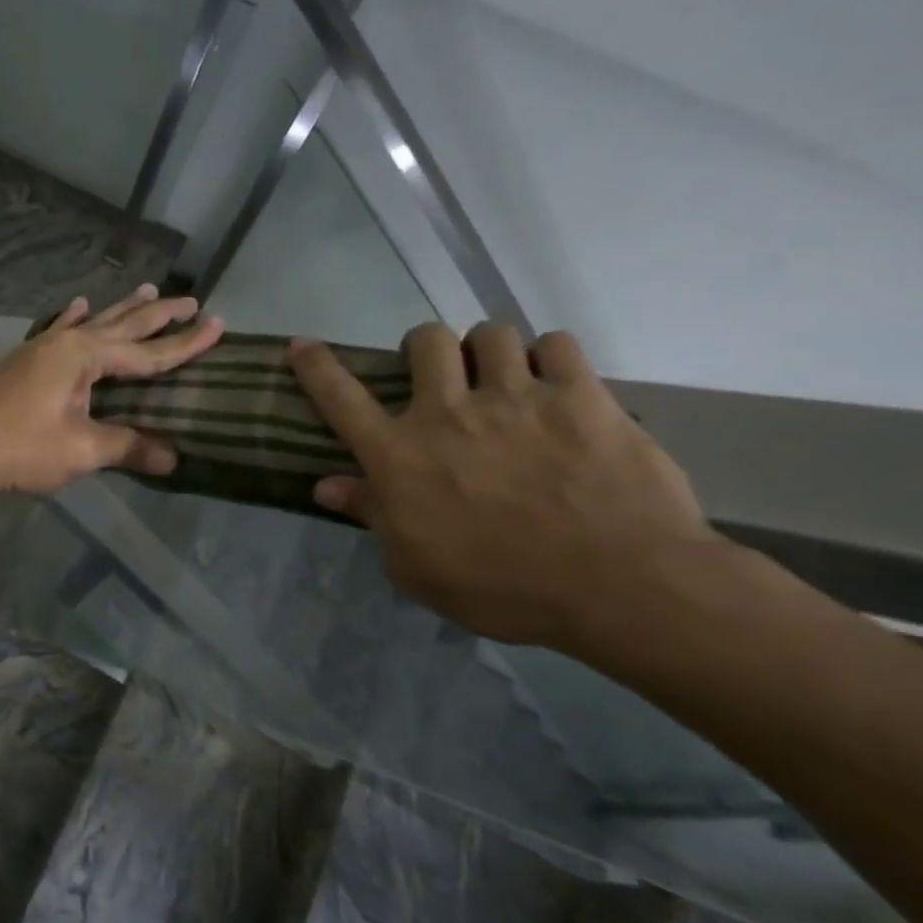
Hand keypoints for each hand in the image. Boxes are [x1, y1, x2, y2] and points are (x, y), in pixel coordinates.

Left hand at [0, 285, 224, 493]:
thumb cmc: (23, 447)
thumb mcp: (82, 450)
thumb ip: (128, 446)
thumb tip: (174, 459)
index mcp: (85, 356)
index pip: (147, 352)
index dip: (185, 344)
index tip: (218, 324)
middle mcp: (66, 341)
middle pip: (122, 324)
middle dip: (158, 314)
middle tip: (191, 300)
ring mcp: (42, 347)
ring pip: (92, 322)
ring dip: (121, 308)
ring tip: (147, 289)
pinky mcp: (25, 360)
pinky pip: (59, 328)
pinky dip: (73, 317)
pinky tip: (78, 304)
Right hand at [287, 321, 718, 649]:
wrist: (621, 586)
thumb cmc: (502, 587)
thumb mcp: (415, 568)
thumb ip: (371, 517)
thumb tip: (327, 486)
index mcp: (399, 455)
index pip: (339, 397)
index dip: (314, 366)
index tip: (301, 345)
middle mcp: (448, 413)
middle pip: (425, 340)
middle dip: (425, 348)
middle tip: (441, 374)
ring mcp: (517, 398)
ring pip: (491, 334)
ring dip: (489, 351)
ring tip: (504, 377)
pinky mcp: (583, 397)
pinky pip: (558, 345)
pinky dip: (551, 358)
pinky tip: (557, 384)